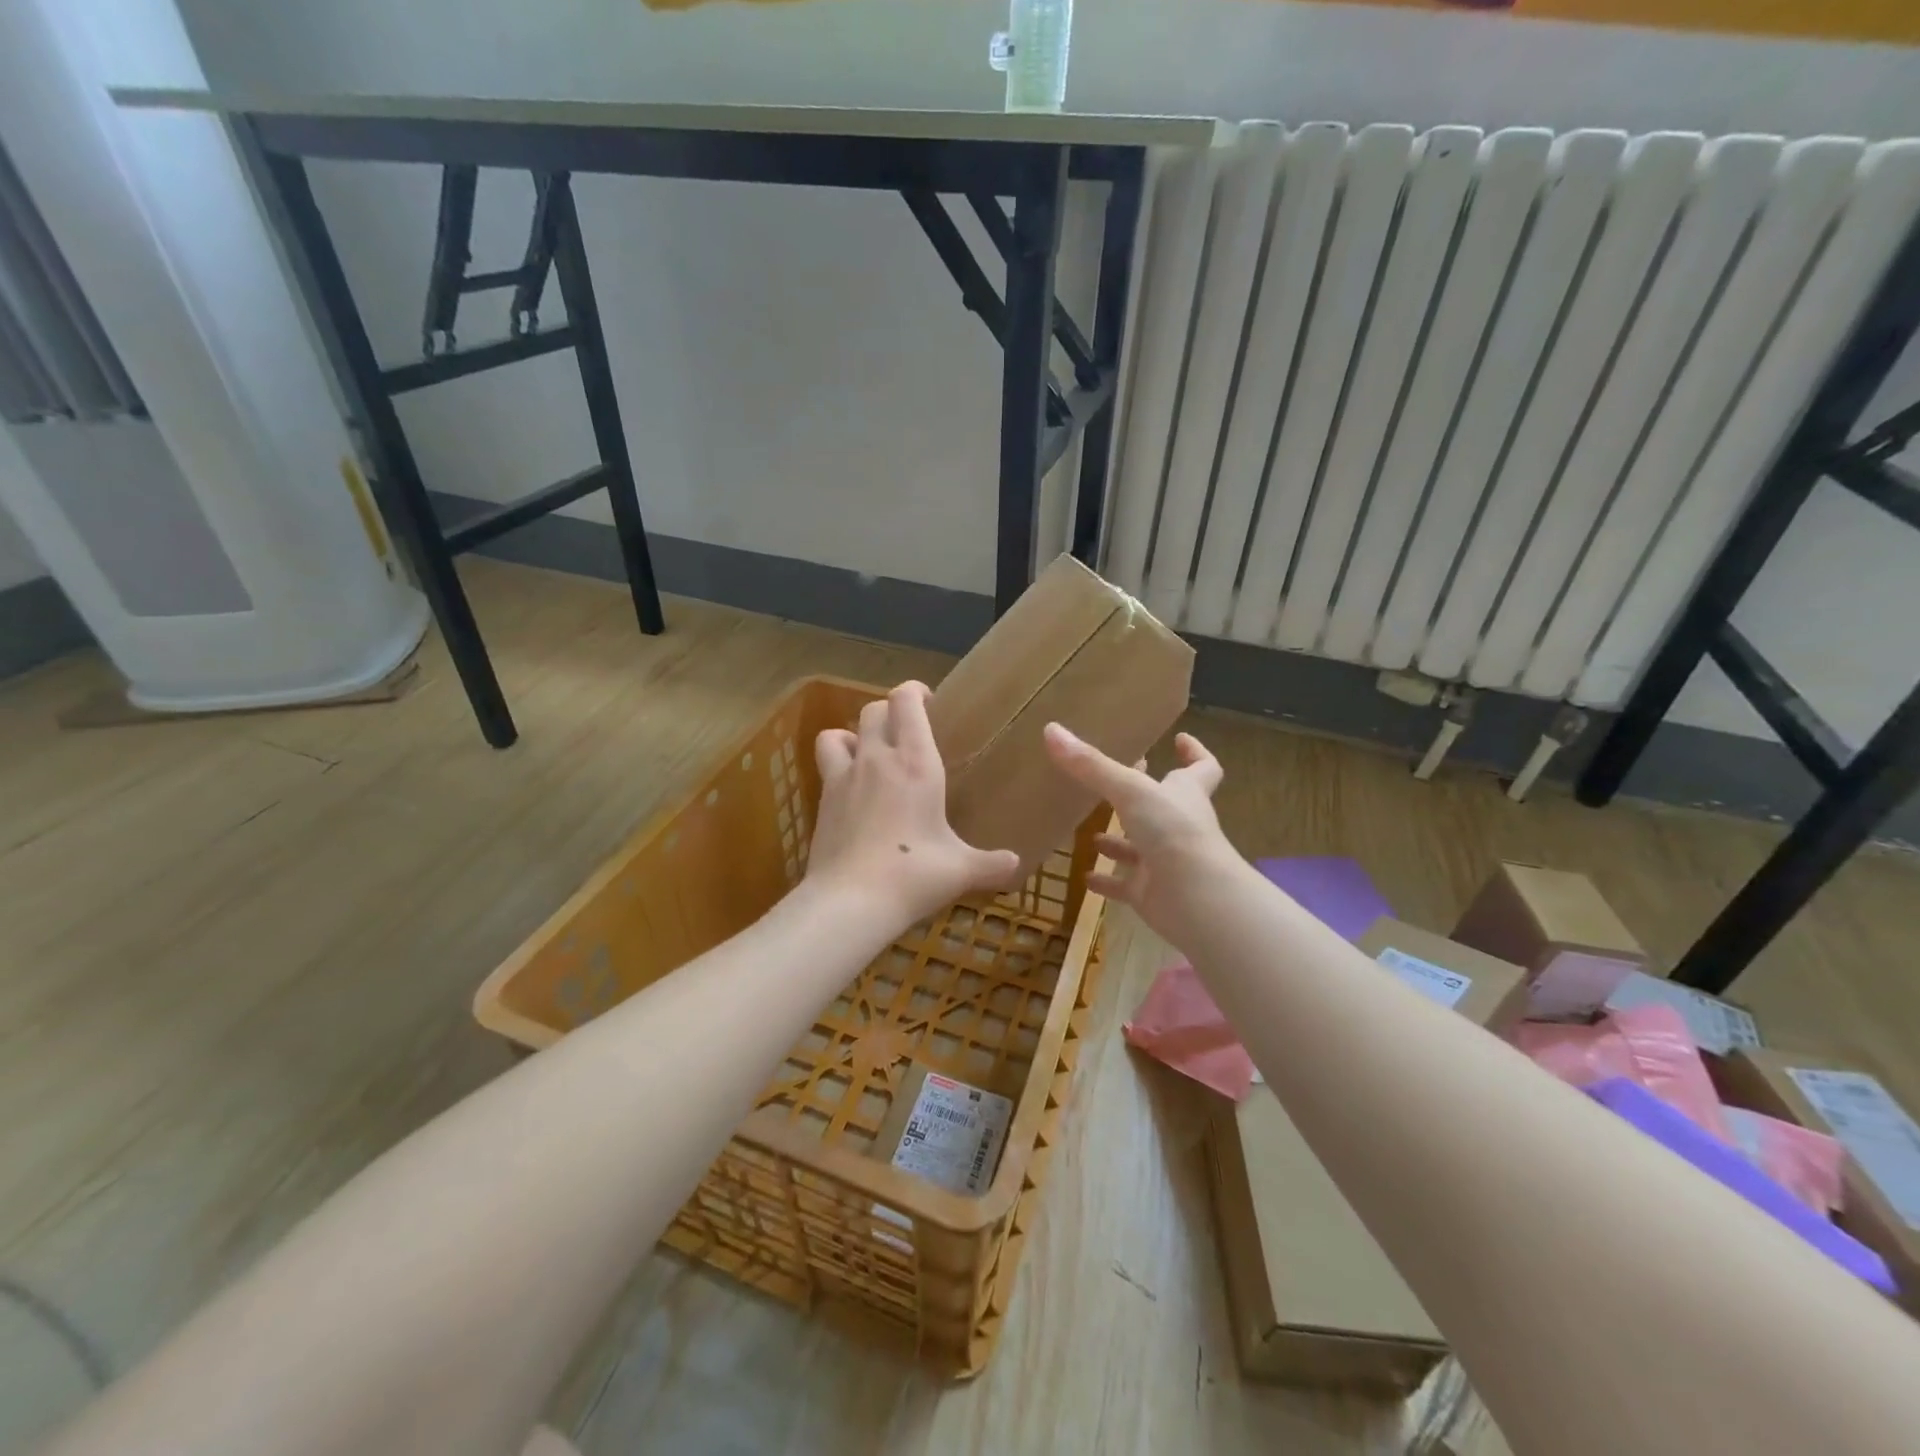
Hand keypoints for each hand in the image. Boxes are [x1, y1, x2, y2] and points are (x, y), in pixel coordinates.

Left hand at [807, 682, 1021, 928]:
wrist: (851, 901)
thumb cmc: (914, 874)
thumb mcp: (961, 870)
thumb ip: (992, 864)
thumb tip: (1016, 866)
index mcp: (915, 762)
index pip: (905, 700)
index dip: (914, 691)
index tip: (929, 702)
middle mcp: (876, 759)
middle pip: (873, 710)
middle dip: (890, 712)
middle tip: (908, 732)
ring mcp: (843, 778)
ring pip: (838, 733)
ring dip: (854, 736)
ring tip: (870, 755)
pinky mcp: (822, 802)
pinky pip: (826, 766)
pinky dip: (838, 767)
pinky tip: (853, 792)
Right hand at [1042, 724, 1235, 945]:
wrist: (1196, 898)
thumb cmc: (1173, 831)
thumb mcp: (1129, 789)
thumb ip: (1090, 765)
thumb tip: (1051, 730)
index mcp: (1185, 794)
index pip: (1202, 767)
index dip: (1194, 753)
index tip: (1180, 739)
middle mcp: (1179, 825)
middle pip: (1165, 806)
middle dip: (1140, 798)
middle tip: (1113, 785)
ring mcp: (1166, 861)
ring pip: (1141, 847)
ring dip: (1118, 842)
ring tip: (1090, 834)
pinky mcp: (1151, 892)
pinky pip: (1125, 885)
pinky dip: (1106, 882)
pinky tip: (1084, 877)